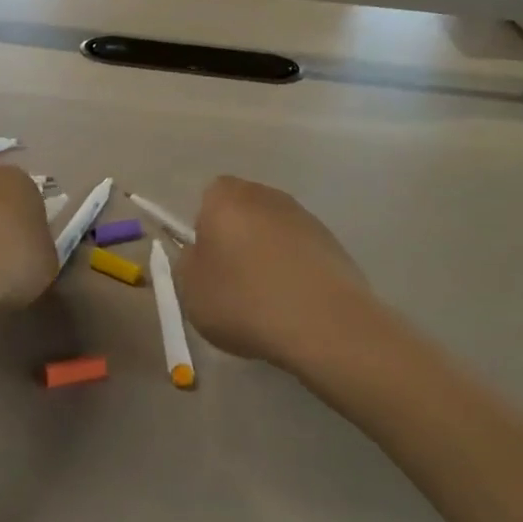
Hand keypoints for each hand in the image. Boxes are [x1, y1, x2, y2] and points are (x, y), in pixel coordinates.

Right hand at [173, 176, 378, 376]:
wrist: (324, 325)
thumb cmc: (244, 301)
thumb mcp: (190, 289)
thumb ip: (188, 262)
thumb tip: (201, 253)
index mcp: (227, 198)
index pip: (209, 197)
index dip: (205, 228)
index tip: (208, 262)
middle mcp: (268, 196)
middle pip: (244, 210)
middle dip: (237, 237)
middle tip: (233, 279)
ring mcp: (306, 218)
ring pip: (275, 231)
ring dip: (269, 254)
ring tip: (267, 297)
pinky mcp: (334, 244)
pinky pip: (302, 252)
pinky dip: (295, 270)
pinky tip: (294, 303)